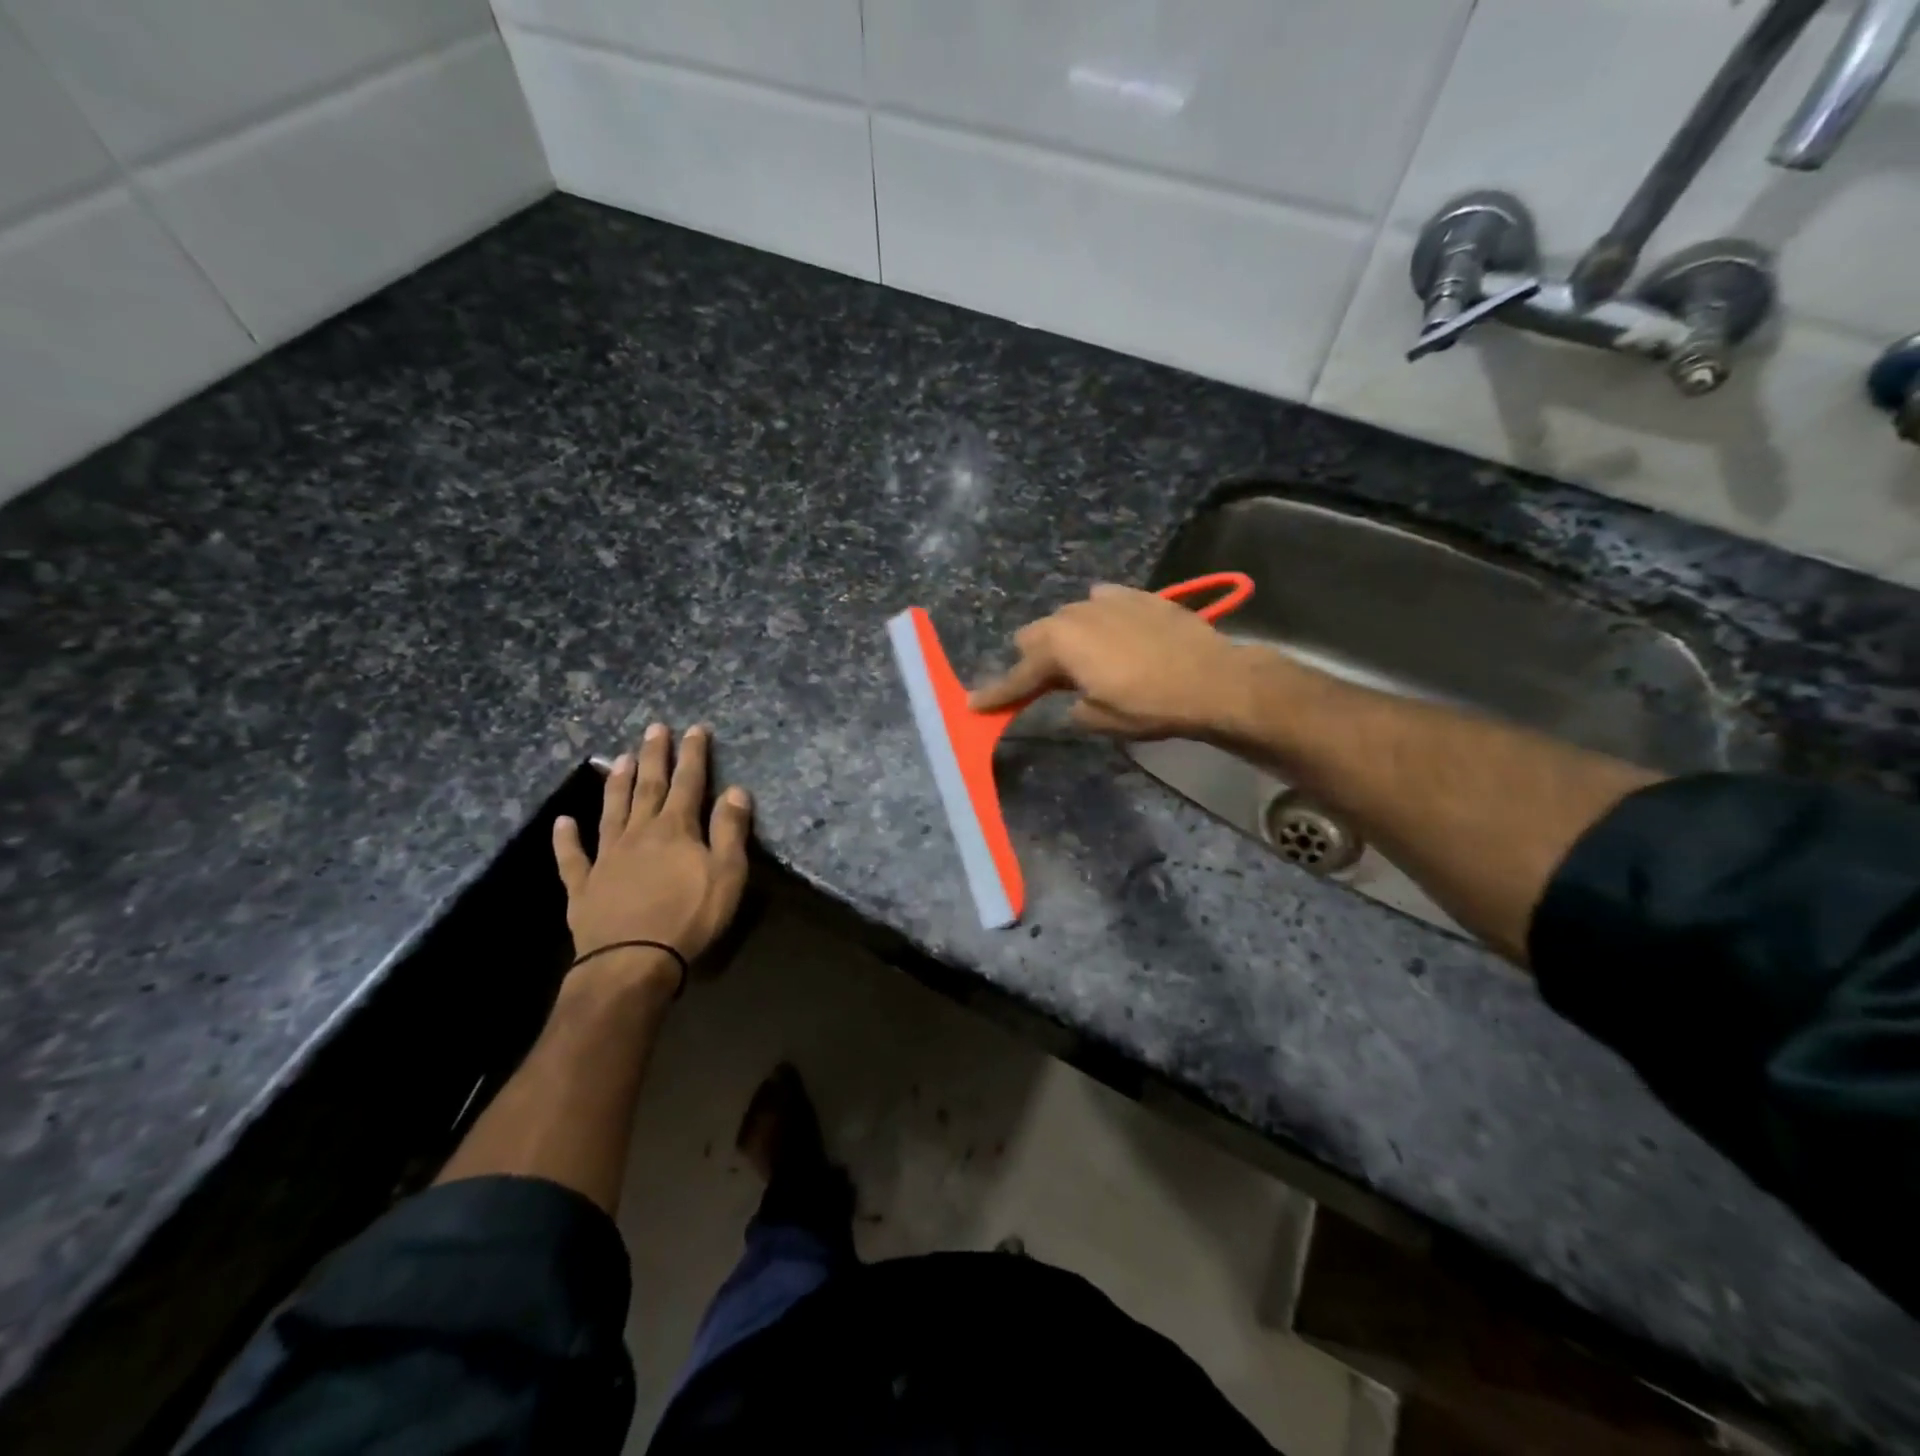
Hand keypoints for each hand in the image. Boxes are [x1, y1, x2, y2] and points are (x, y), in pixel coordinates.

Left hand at [552, 723, 752, 992]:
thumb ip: (730, 831)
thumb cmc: (690, 917)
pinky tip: (562, 822)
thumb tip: (736, 791)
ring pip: (612, 811)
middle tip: (654, 728)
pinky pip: (572, 857)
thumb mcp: (727, 874)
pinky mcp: (584, 885)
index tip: (694, 729)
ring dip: (616, 784)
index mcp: (676, 829)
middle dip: (654, 756)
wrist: (633, 961)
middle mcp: (639, 833)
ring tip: (619, 759)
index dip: (693, 755)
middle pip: (648, 787)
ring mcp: (607, 857)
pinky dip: (566, 839)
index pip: (689, 783)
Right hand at [968, 584, 1253, 739]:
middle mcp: (1074, 613)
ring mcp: (1107, 599)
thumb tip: (1069, 701)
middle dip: (1034, 660)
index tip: (973, 705)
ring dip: (1067, 639)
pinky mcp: (1136, 595)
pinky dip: (1098, 619)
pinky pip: (1102, 602)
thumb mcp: (1099, 719)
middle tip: (1048, 684)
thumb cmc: (1150, 705)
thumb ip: (1070, 707)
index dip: (996, 694)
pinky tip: (1112, 633)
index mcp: (1059, 645)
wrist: (1213, 679)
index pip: (1018, 675)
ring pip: (1068, 616)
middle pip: (1035, 635)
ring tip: (1087, 660)